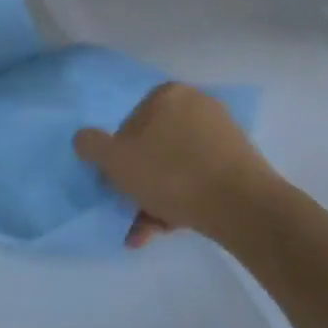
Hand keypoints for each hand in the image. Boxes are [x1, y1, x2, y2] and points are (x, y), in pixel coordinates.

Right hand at [74, 82, 283, 247]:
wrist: (243, 206)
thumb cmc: (172, 174)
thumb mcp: (116, 161)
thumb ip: (91, 145)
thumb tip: (84, 138)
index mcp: (167, 95)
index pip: (129, 124)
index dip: (119, 157)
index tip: (118, 184)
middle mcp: (197, 105)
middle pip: (154, 147)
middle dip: (140, 184)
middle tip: (132, 212)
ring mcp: (222, 132)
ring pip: (175, 167)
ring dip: (157, 199)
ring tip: (148, 232)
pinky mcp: (240, 161)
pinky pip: (199, 177)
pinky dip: (182, 200)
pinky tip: (171, 228)